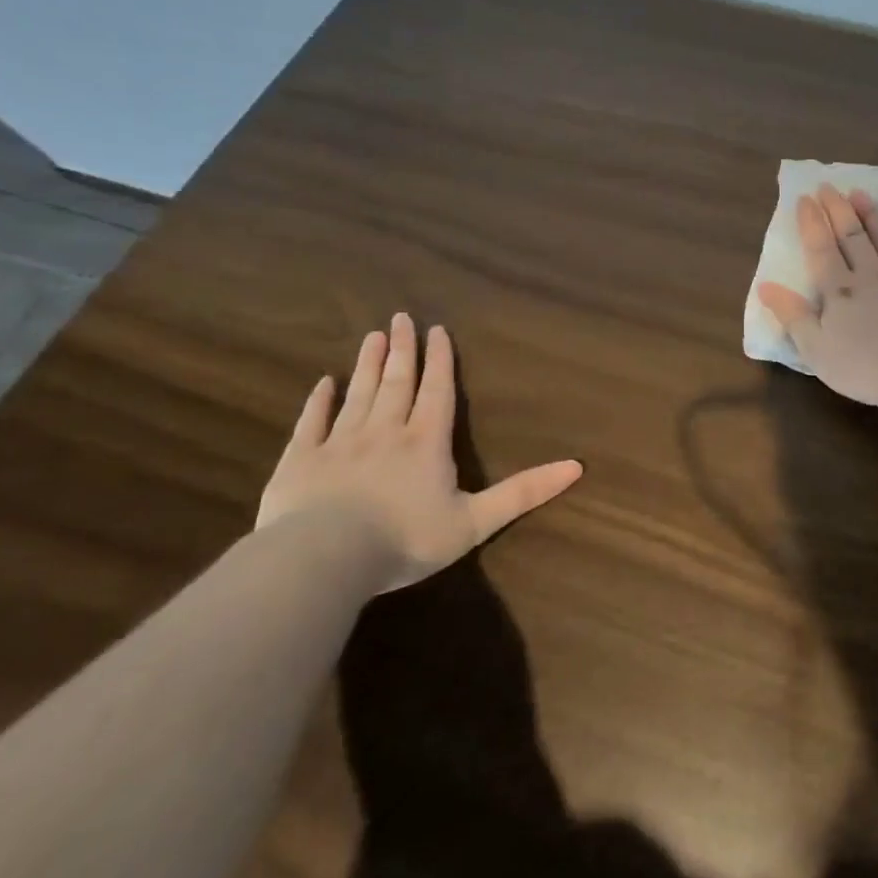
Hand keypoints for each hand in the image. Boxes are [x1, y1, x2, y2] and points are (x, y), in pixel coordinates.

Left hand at [256, 313, 582, 589]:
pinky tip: (323, 384)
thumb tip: (577, 466)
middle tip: (401, 317)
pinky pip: (312, 422)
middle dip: (404, 350)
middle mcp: (385, 431)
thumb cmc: (407, 539)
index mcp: (426, 442)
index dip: (440, 360)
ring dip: (368, 364)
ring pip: (359, 393)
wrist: (323, 559)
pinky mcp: (301, 460)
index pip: (437, 391)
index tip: (437, 329)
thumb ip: (524, 492)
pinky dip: (319, 401)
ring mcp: (339, 442)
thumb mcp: (476, 521)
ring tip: (373, 336)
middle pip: (397, 382)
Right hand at [758, 184, 877, 406]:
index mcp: (840, 292)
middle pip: (852, 237)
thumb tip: (765, 287)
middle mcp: (873, 276)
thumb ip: (793, 318)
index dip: (811, 223)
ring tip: (861, 193)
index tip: (805, 198)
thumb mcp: (818, 351)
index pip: (821, 250)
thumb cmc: (869, 368)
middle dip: (838, 209)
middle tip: (829, 186)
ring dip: (873, 215)